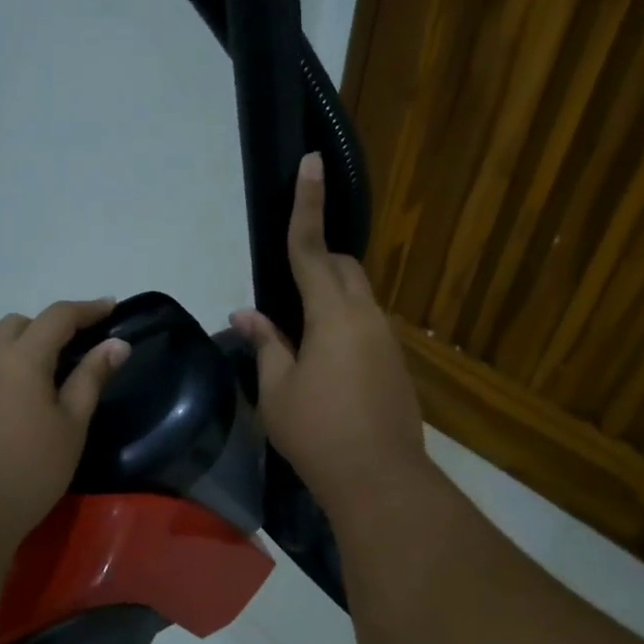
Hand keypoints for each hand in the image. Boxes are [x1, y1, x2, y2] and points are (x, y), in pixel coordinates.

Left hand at [0, 299, 130, 544]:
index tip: (111, 308)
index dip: (87, 309)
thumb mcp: (71, 425)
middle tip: (78, 348)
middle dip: (51, 326)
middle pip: (20, 323)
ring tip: (48, 372)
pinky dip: (3, 364)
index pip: (57, 317)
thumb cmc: (30, 470)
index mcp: (21, 358)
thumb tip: (116, 344)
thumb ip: (91, 377)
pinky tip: (16, 395)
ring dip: (24, 343)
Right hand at [231, 154, 427, 520]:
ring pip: (357, 296)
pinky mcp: (396, 363)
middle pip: (342, 267)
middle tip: (286, 281)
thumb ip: (266, 344)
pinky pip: (366, 324)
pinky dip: (342, 322)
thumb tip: (247, 314)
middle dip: (317, 258)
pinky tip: (323, 358)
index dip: (307, 205)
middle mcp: (367, 317)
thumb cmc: (318, 433)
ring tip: (299, 329)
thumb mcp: (276, 390)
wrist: (380, 480)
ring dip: (329, 294)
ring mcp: (387, 340)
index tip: (311, 163)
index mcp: (333, 315)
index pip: (311, 250)